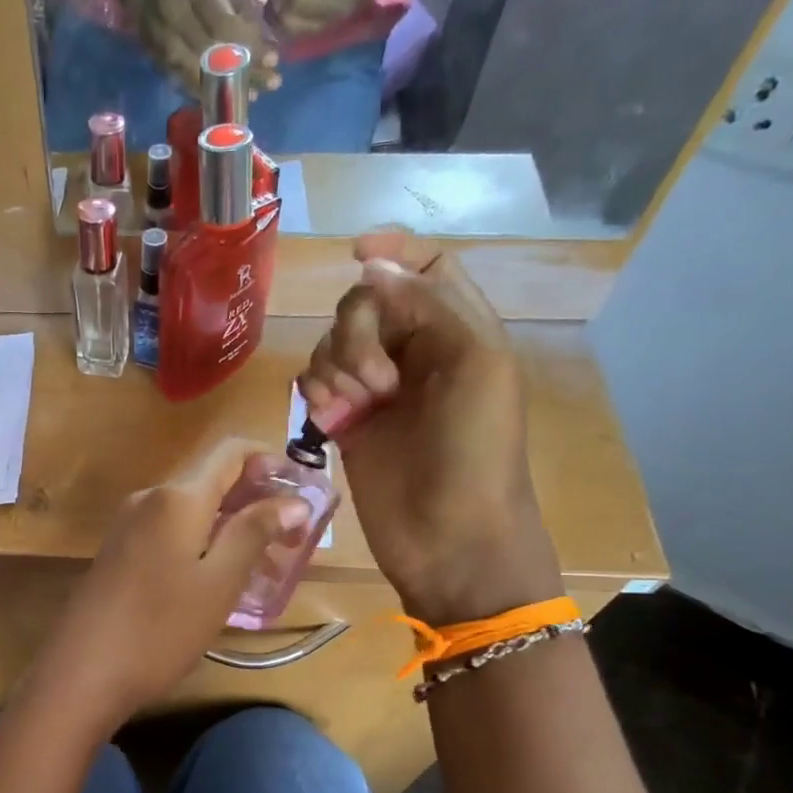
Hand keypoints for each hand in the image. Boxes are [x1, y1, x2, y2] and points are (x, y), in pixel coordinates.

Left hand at [22, 438, 311, 733]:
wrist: (80, 675)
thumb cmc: (159, 629)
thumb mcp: (219, 583)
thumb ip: (255, 533)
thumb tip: (294, 500)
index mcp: (177, 497)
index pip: (232, 451)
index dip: (271, 461)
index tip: (303, 492)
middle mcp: (149, 499)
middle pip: (211, 480)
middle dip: (256, 500)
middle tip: (293, 540)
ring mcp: (128, 526)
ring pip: (191, 510)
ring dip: (231, 526)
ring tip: (265, 565)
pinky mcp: (118, 554)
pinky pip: (169, 532)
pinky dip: (202, 542)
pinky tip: (219, 578)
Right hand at [109, 0, 280, 95]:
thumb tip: (260, 34)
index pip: (226, 26)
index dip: (251, 47)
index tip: (275, 59)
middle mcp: (173, 15)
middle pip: (213, 56)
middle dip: (245, 73)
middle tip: (271, 84)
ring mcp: (159, 40)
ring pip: (197, 75)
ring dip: (226, 90)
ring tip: (251, 97)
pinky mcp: (151, 55)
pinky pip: (181, 81)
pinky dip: (205, 91)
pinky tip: (223, 97)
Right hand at [298, 232, 561, 623]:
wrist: (451, 540)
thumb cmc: (477, 454)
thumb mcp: (475, 365)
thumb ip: (428, 305)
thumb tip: (371, 263)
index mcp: (458, 331)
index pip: (423, 268)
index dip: (393, 251)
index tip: (356, 253)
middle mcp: (415, 353)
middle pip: (365, 303)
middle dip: (357, 333)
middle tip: (375, 384)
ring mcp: (376, 392)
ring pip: (332, 343)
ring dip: (334, 366)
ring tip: (352, 410)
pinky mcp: (346, 425)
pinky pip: (315, 384)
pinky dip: (315, 392)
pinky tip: (328, 420)